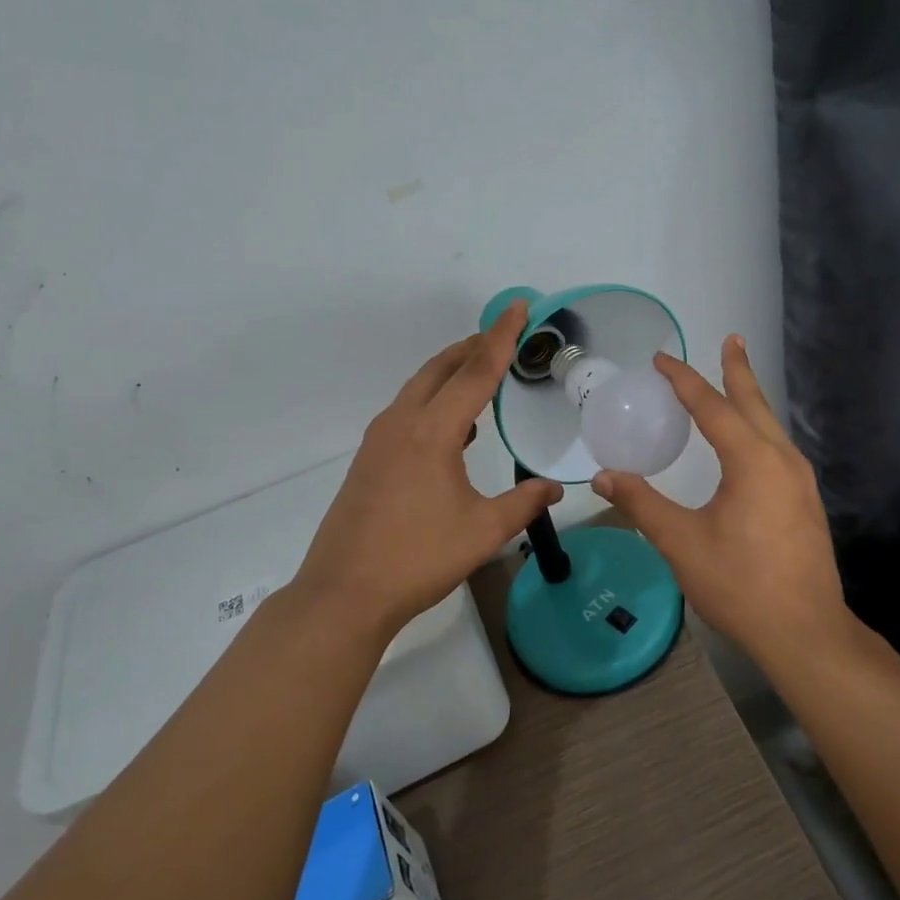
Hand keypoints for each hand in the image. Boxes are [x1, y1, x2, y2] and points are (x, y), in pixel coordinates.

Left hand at [293, 301, 562, 637]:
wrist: (344, 593)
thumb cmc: (418, 559)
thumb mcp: (484, 532)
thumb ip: (524, 503)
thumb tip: (555, 488)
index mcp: (432, 432)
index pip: (475, 372)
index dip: (501, 337)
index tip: (517, 306)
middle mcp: (401, 423)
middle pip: (440, 368)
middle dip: (473, 346)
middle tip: (504, 334)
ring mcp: (379, 440)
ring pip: (419, 388)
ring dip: (450, 372)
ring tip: (481, 372)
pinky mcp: (369, 459)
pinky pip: (406, 411)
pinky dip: (433, 400)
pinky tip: (453, 426)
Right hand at [589, 335, 853, 668]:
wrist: (805, 631)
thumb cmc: (740, 584)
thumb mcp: (682, 542)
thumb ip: (642, 504)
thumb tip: (603, 477)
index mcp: (752, 461)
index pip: (713, 406)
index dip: (685, 380)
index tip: (662, 360)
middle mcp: (782, 459)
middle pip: (754, 403)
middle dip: (738, 370)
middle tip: (731, 339)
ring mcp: (800, 481)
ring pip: (771, 426)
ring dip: (750, 399)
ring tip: (736, 381)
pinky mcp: (805, 501)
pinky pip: (778, 447)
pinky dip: (758, 428)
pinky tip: (750, 441)